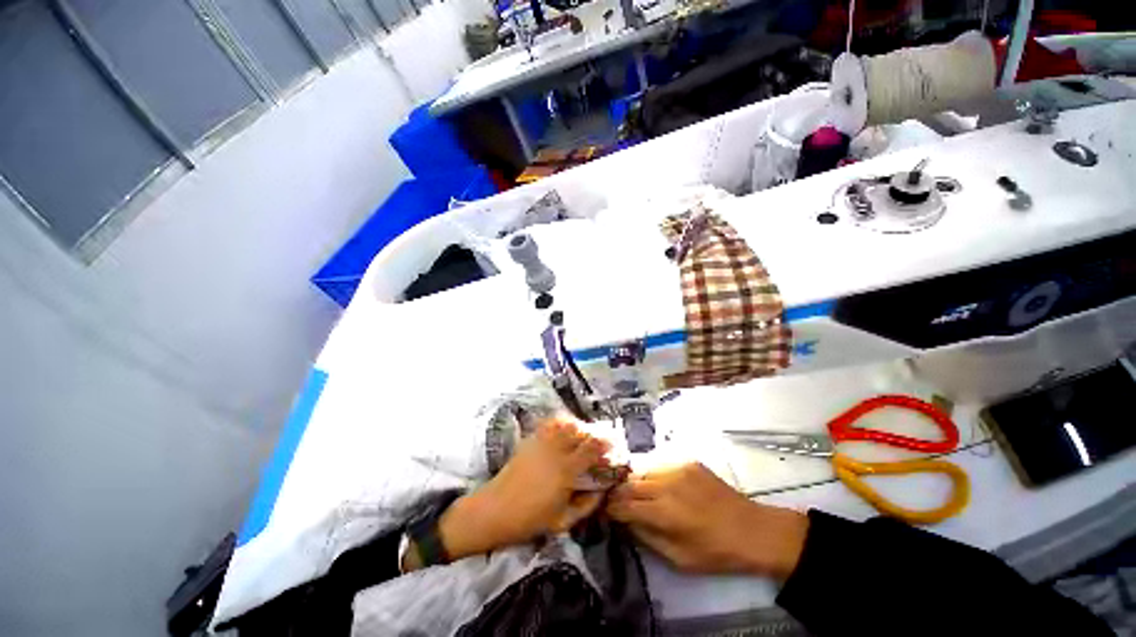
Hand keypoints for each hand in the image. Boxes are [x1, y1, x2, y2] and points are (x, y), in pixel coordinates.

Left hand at [431, 420, 609, 563]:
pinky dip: (558, 424)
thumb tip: (602, 491)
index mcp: (566, 471)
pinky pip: (546, 426)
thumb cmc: (529, 521)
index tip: (613, 445)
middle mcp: (555, 452)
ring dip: (576, 426)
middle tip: (600, 437)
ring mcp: (540, 444)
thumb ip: (586, 505)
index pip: (590, 449)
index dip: (604, 444)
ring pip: (563, 425)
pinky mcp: (529, 442)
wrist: (493, 511)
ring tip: (582, 432)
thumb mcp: (562, 522)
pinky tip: (562, 429)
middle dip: (592, 432)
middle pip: (578, 432)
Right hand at [606, 463, 808, 578]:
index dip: (610, 509)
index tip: (604, 512)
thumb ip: (647, 538)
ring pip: (642, 469)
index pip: (624, 505)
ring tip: (632, 491)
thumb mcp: (679, 558)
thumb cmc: (716, 551)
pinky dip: (651, 473)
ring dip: (633, 481)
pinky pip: (659, 463)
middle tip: (614, 501)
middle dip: (617, 493)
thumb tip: (626, 522)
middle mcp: (665, 484)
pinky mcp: (686, 460)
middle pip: (629, 483)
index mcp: (663, 512)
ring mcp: (676, 467)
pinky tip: (656, 483)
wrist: (751, 529)